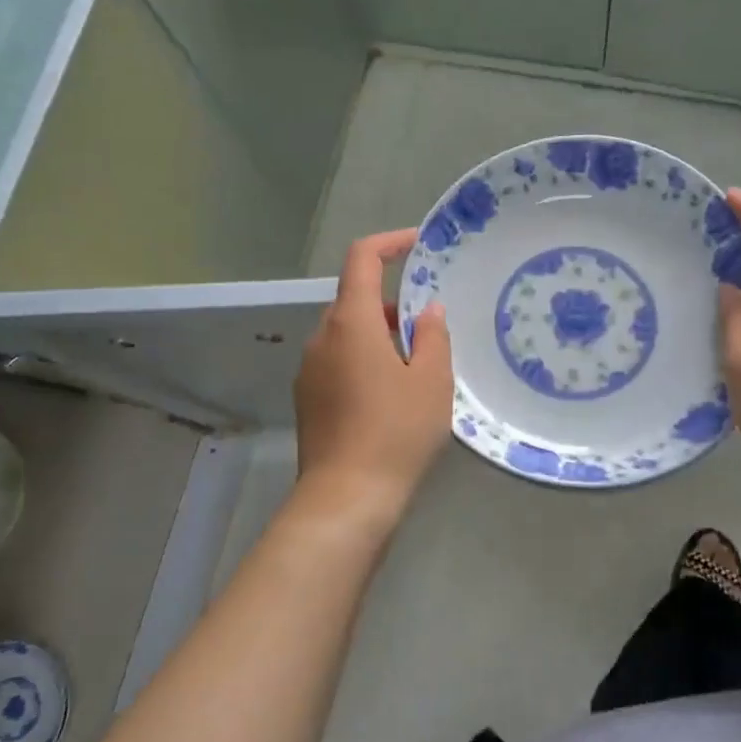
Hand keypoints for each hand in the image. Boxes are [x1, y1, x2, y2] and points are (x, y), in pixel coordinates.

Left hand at [293, 229, 451, 525]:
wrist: (346, 498)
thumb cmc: (396, 432)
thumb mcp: (432, 381)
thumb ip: (433, 336)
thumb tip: (428, 311)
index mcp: (351, 323)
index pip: (362, 259)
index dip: (389, 243)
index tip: (417, 246)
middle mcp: (322, 338)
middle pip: (356, 300)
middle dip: (393, 305)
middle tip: (430, 330)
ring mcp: (309, 370)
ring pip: (347, 334)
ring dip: (379, 337)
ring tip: (416, 369)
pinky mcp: (307, 399)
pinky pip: (338, 362)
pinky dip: (363, 362)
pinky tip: (389, 398)